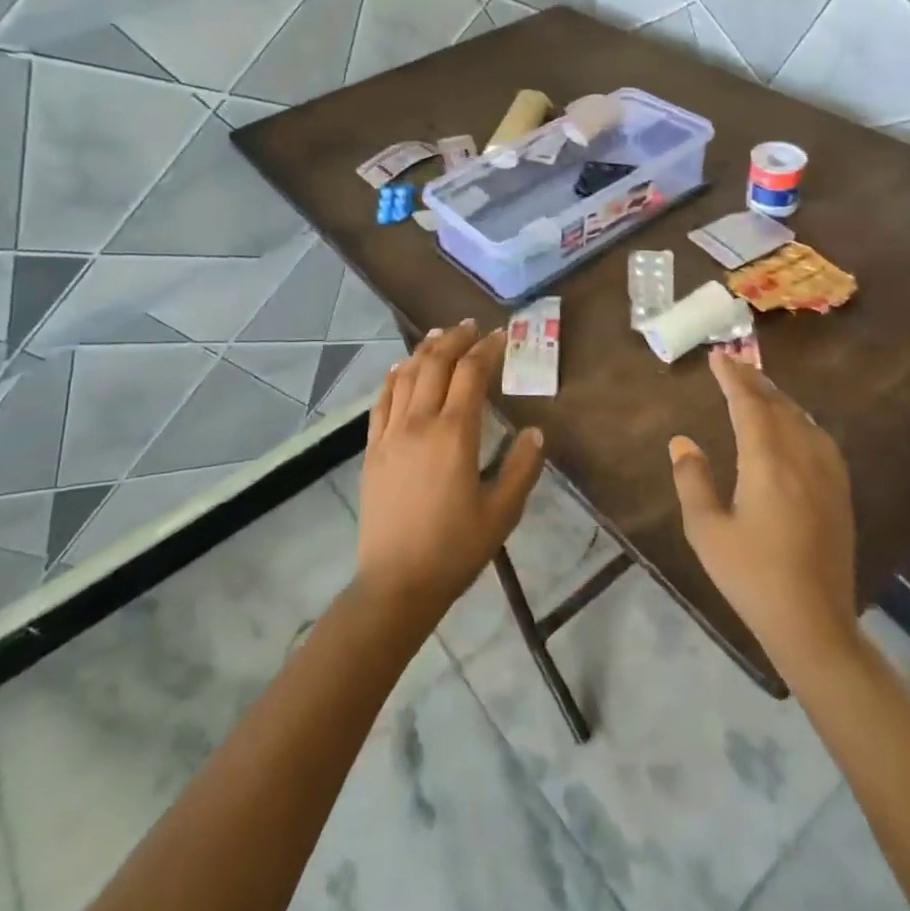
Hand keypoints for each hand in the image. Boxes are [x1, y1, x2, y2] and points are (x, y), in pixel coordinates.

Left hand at [355, 320, 546, 619]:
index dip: (487, 349)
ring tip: (439, 336)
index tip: (500, 336)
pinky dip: (394, 376)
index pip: (471, 373)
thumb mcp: (502, 512)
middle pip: (435, 363)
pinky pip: (382, 400)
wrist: (396, 583)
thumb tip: (536, 432)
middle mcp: (419, 422)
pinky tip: (401, 369)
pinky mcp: (372, 449)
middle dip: (455, 339)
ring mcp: (390, 433)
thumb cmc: (455, 549)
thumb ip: (522, 468)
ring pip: (406, 375)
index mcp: (454, 433)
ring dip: (424, 350)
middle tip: (471, 327)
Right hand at [669, 354, 859, 667]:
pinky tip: (794, 425)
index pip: (749, 405)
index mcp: (767, 463)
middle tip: (733, 362)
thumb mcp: (706, 530)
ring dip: (778, 397)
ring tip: (758, 386)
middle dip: (754, 380)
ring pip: (802, 419)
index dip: (732, 378)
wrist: (814, 623)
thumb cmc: (751, 576)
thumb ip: (692, 480)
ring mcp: (826, 475)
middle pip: (778, 406)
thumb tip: (682, 441)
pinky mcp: (839, 493)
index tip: (717, 358)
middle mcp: (801, 459)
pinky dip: (800, 419)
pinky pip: (819, 438)